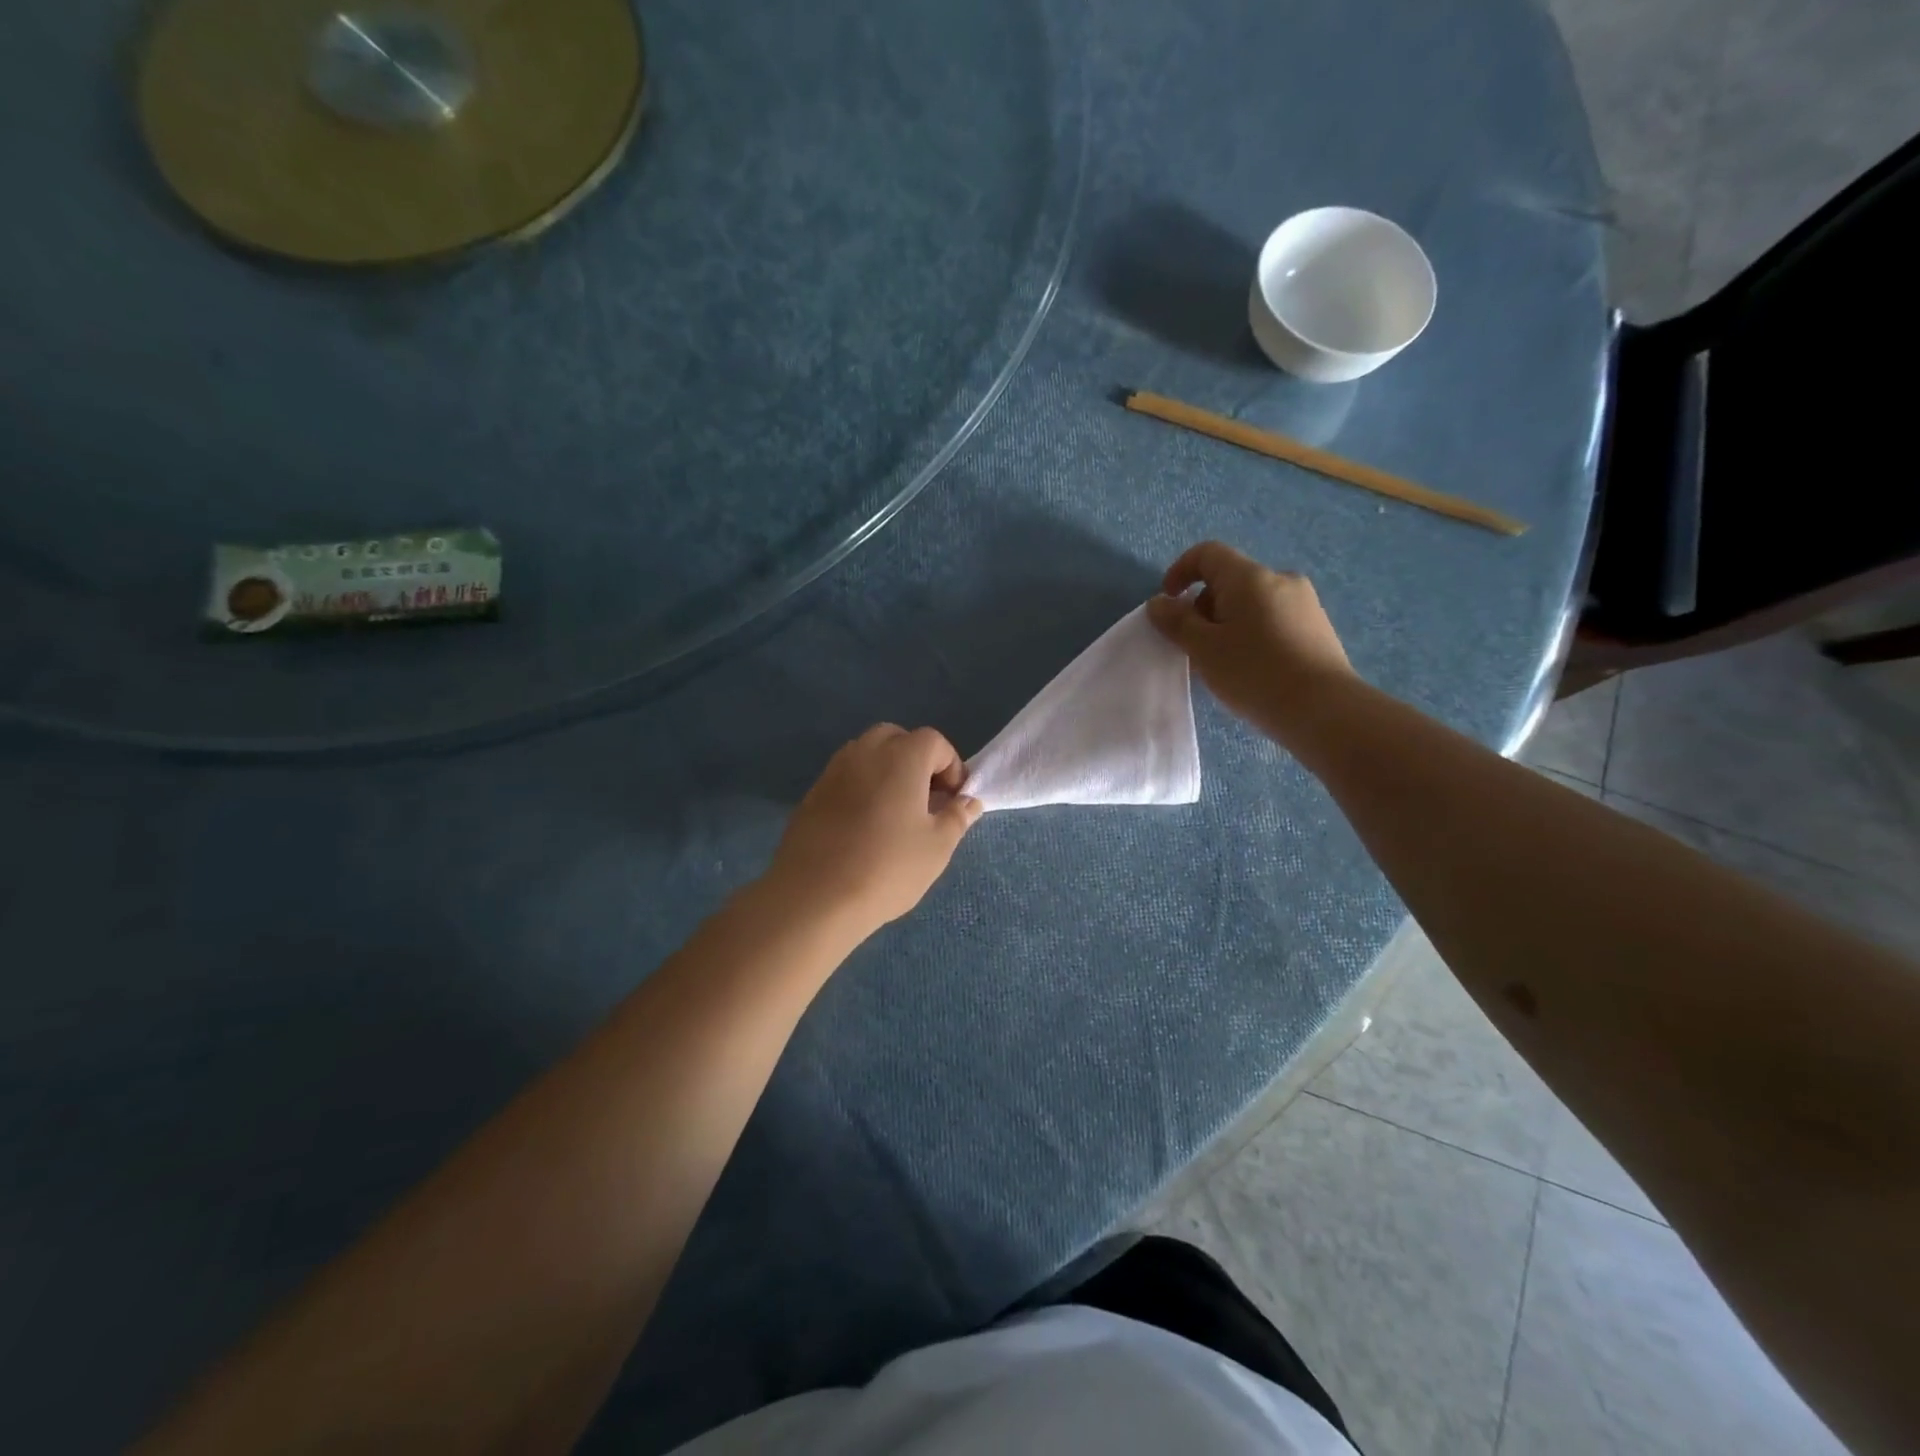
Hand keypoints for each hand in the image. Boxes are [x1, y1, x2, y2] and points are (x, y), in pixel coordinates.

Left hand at [768, 725, 982, 933]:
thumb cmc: (887, 868)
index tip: (954, 800)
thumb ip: (957, 817)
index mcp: (901, 757)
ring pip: (867, 754)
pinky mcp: (812, 794)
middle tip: (925, 800)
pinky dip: (861, 788)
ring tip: (895, 813)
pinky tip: (864, 827)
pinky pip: (845, 777)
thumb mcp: (937, 847)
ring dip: (887, 771)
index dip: (951, 767)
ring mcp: (833, 771)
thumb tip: (969, 801)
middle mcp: (865, 752)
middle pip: (897, 739)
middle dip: (917, 761)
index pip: (934, 742)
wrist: (814, 897)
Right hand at [1146, 541, 1355, 739]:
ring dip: (1227, 623)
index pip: (1207, 553)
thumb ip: (1176, 622)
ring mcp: (1304, 603)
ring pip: (1252, 602)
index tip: (1168, 603)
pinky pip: (1273, 619)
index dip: (1180, 571)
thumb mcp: (1204, 649)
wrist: (1323, 709)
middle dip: (1203, 606)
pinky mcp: (1318, 627)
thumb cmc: (1254, 673)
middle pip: (1230, 579)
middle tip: (1194, 645)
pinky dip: (1252, 633)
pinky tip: (1251, 669)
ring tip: (1221, 662)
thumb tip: (1159, 603)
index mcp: (1249, 577)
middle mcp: (1280, 579)